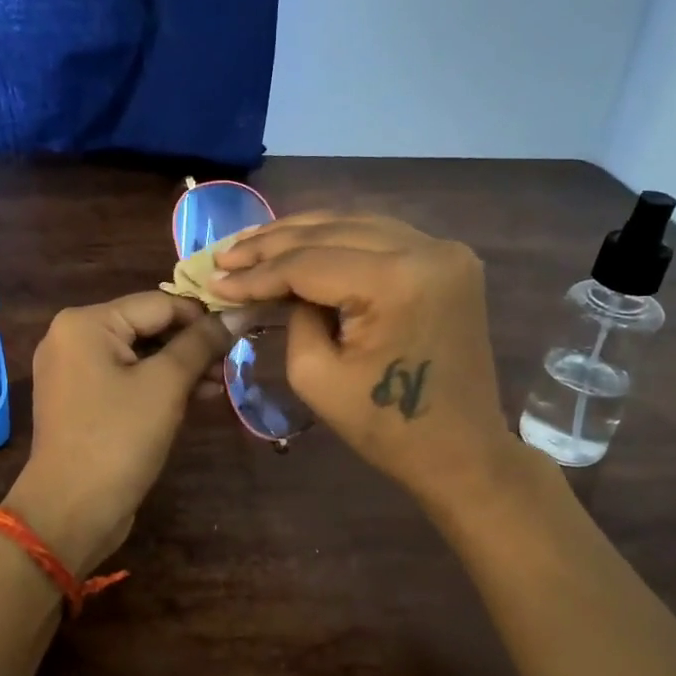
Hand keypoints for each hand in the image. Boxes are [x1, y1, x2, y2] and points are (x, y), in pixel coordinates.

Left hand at [6, 292, 232, 573]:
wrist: (71, 510)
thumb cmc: (119, 438)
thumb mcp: (166, 385)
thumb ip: (202, 343)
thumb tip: (239, 312)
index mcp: (85, 322)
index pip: (159, 303)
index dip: (203, 317)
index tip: (242, 332)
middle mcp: (72, 336)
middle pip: (147, 326)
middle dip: (192, 345)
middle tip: (233, 363)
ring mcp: (72, 369)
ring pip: (139, 354)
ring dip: (180, 367)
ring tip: (220, 384)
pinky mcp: (80, 399)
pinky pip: (125, 378)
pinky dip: (158, 385)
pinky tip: (196, 396)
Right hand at [213, 214, 529, 511]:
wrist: (461, 451)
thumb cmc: (386, 427)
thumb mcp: (316, 375)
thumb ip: (293, 316)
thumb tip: (280, 285)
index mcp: (397, 281)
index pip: (309, 263)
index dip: (257, 273)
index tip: (214, 279)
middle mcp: (427, 249)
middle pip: (332, 231)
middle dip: (272, 244)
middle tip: (226, 255)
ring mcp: (444, 250)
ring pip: (355, 224)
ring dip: (302, 233)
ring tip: (253, 245)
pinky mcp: (448, 260)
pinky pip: (381, 236)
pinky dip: (338, 240)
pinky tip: (301, 244)